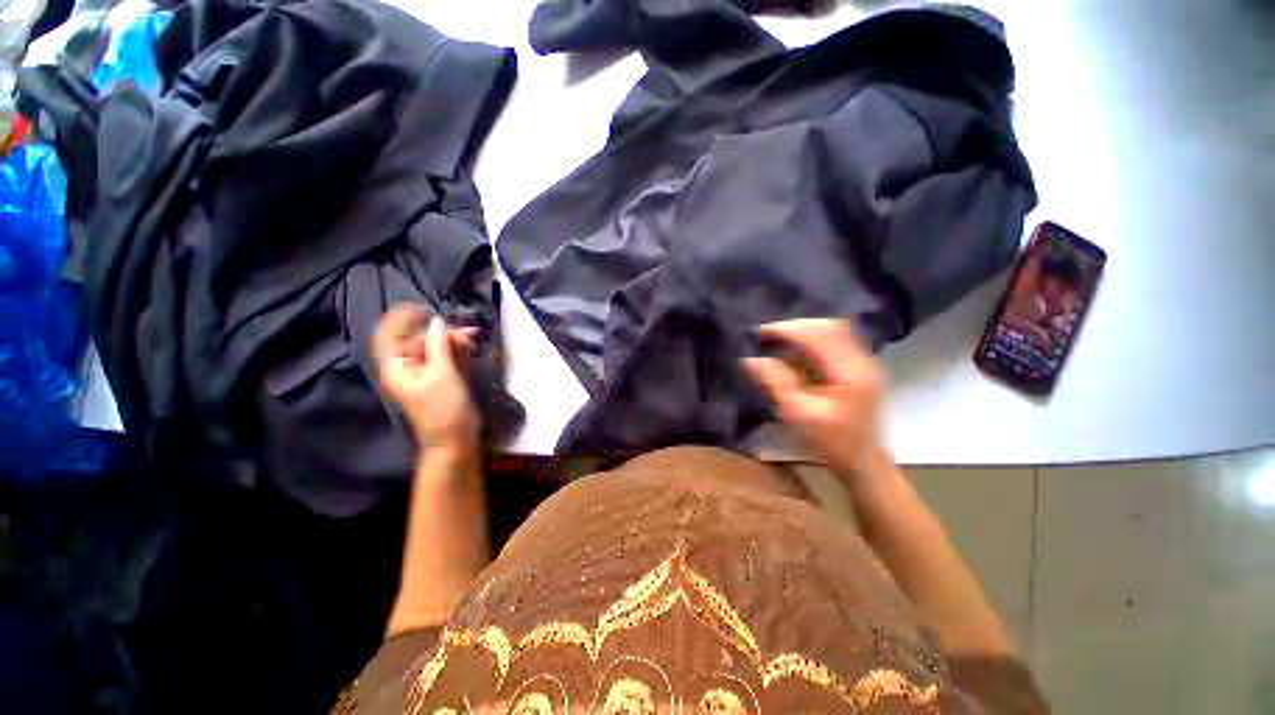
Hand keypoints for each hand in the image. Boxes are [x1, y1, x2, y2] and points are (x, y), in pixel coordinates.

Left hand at [373, 303, 479, 454]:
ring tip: (473, 338)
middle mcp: (409, 368)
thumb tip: (438, 321)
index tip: (423, 308)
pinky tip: (470, 347)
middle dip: (440, 332)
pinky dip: (458, 351)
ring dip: (453, 341)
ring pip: (436, 349)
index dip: (402, 319)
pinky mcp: (443, 379)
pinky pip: (447, 359)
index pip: (389, 336)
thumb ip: (439, 345)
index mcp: (397, 367)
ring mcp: (427, 374)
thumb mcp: (441, 374)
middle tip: (464, 330)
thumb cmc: (443, 408)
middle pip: (418, 340)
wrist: (456, 439)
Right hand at [742, 319, 887, 483]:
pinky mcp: (859, 369)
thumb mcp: (798, 414)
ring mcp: (864, 363)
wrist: (863, 463)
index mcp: (850, 371)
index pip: (819, 335)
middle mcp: (862, 360)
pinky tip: (794, 352)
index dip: (787, 329)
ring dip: (803, 333)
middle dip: (795, 327)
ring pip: (833, 333)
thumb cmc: (831, 442)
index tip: (759, 332)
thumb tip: (751, 359)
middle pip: (829, 327)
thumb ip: (777, 382)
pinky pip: (835, 343)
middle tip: (767, 335)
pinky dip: (812, 342)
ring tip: (777, 340)